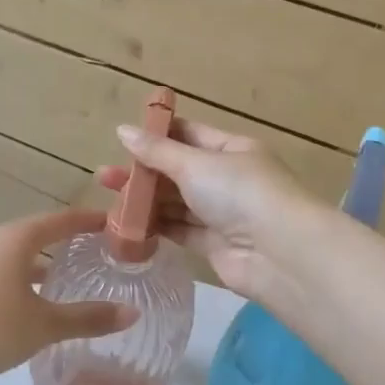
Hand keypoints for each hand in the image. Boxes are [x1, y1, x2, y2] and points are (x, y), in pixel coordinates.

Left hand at [0, 207, 138, 381]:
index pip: (63, 220)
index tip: (117, 223)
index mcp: (20, 238)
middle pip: (43, 233)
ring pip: (24, 255)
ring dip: (48, 262)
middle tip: (102, 252)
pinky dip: (30, 278)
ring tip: (75, 277)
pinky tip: (40, 302)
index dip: (91, 221)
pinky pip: (10, 271)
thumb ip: (88, 318)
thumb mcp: (44, 324)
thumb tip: (132, 313)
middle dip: (71, 241)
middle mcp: (0, 241)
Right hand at [96, 118, 320, 300]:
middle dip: (143, 172)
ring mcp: (222, 213)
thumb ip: (156, 151)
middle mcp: (227, 179)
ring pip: (176, 202)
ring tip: (107, 200)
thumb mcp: (195, 164)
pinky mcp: (213, 245)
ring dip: (146, 201)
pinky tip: (127, 226)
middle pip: (178, 171)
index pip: (189, 135)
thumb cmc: (240, 193)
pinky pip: (179, 230)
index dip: (157, 136)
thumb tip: (122, 130)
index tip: (122, 140)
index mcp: (231, 149)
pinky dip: (156, 227)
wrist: (280, 254)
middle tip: (104, 177)